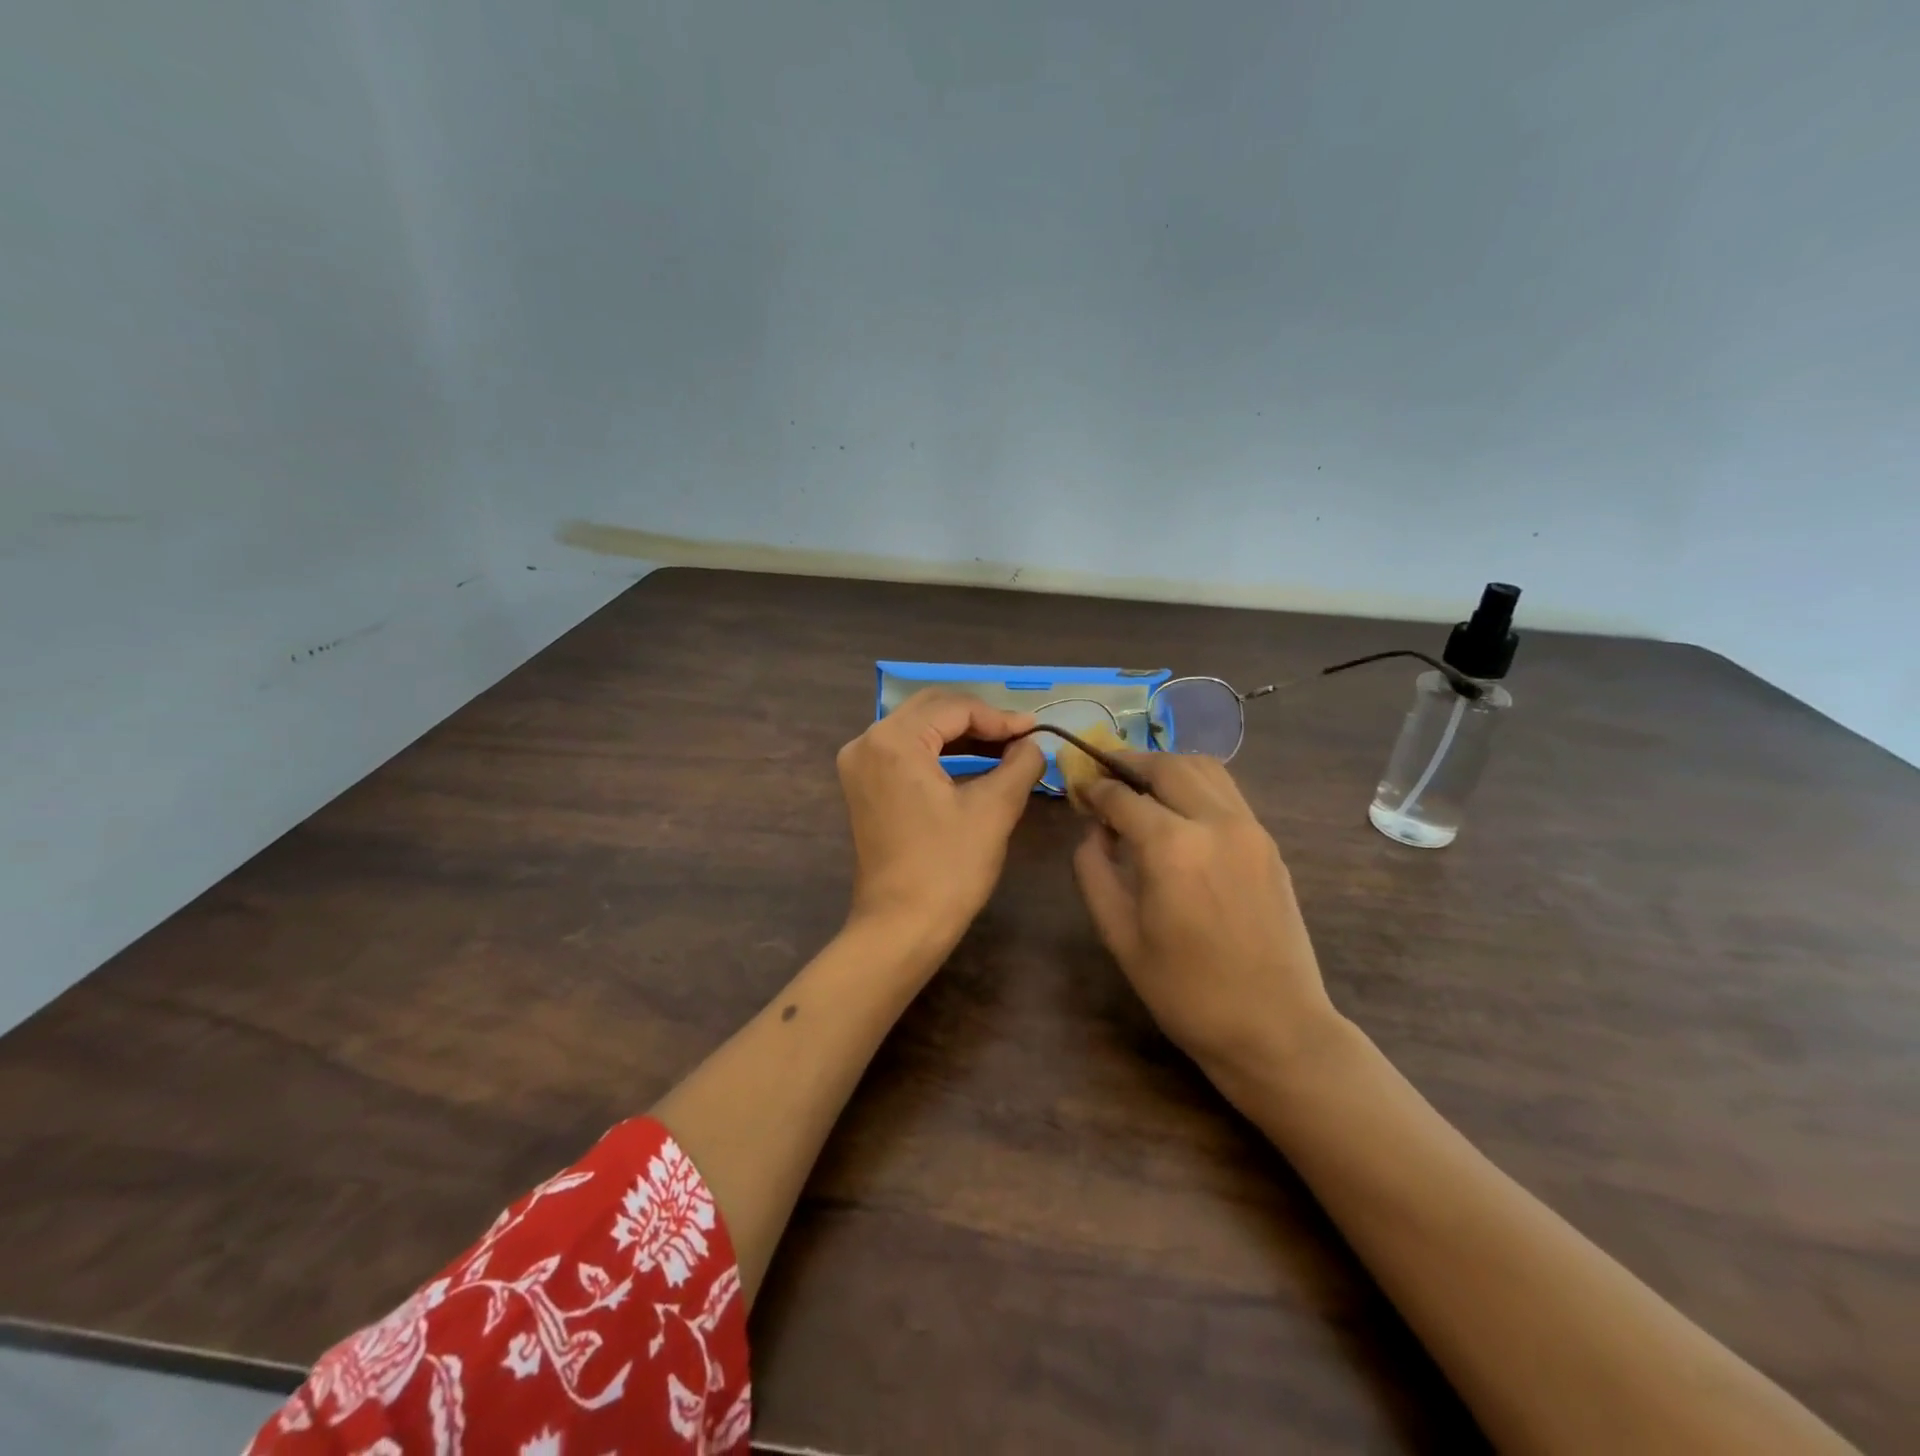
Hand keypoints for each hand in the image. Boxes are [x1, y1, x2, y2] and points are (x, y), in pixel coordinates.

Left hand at [836, 690, 1045, 954]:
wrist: (900, 927)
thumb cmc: (948, 868)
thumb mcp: (994, 810)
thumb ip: (1020, 764)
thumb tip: (1032, 743)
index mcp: (893, 740)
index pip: (954, 707)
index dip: (999, 717)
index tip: (1036, 730)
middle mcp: (867, 742)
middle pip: (932, 709)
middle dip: (979, 719)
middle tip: (1021, 736)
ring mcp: (859, 764)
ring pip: (918, 728)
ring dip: (961, 734)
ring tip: (1006, 748)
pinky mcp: (863, 785)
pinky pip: (905, 751)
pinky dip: (940, 753)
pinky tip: (974, 763)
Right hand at [1073, 754, 1341, 1080]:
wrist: (1275, 1027)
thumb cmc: (1185, 991)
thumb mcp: (1119, 935)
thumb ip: (1094, 871)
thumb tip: (1093, 831)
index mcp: (1171, 847)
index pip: (1121, 796)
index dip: (1093, 788)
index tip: (1077, 788)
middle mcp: (1214, 821)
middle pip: (1166, 765)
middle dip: (1129, 763)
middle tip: (1105, 776)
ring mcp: (1249, 828)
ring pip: (1203, 768)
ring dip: (1166, 767)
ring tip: (1141, 786)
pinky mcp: (1268, 842)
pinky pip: (1227, 791)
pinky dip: (1196, 784)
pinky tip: (1179, 809)